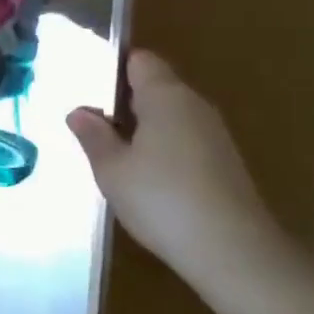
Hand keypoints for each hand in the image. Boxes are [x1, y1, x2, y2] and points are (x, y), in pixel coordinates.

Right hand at [65, 51, 278, 276]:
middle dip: (123, 102)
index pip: (140, 60)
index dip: (113, 69)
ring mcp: (215, 135)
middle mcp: (194, 105)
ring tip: (113, 156)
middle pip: (155, 87)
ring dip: (143, 130)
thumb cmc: (162, 199)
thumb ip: (93, 135)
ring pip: (170, 117)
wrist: (235, 253)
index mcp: (165, 95)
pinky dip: (163, 151)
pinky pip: (185, 141)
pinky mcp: (225, 164)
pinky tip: (146, 180)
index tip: (87, 91)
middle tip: (91, 128)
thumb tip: (79, 112)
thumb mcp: (111, 168)